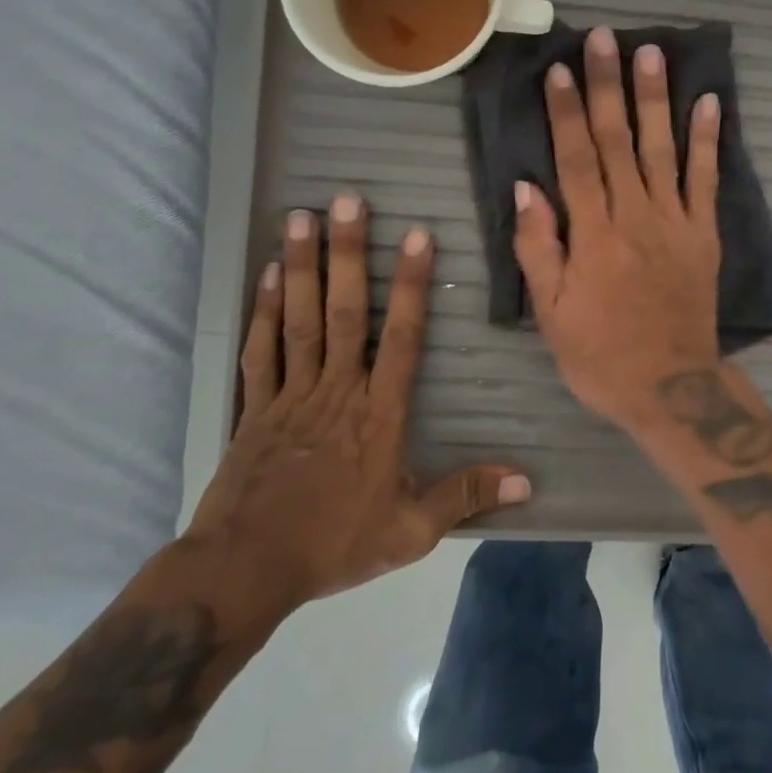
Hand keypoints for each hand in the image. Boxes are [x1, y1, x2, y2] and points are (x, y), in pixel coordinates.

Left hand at [186, 198, 530, 624]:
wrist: (244, 571)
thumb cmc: (334, 543)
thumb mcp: (411, 530)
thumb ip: (466, 494)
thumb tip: (527, 481)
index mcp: (379, 412)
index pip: (401, 336)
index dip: (410, 284)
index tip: (416, 237)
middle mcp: (337, 388)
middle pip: (344, 312)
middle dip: (348, 254)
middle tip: (348, 201)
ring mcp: (291, 392)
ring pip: (299, 318)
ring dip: (302, 266)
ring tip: (302, 216)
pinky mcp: (254, 406)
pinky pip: (261, 349)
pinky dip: (263, 309)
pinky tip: (269, 272)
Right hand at [514, 27, 722, 430]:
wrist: (671, 387)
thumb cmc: (600, 355)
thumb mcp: (552, 313)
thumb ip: (538, 247)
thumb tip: (527, 187)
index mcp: (593, 235)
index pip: (576, 159)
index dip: (567, 112)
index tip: (561, 69)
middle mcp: (635, 216)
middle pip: (618, 141)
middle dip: (608, 86)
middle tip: (604, 39)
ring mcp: (675, 222)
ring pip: (662, 149)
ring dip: (656, 99)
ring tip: (653, 53)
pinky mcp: (705, 234)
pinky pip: (706, 180)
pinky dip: (708, 141)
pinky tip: (710, 103)